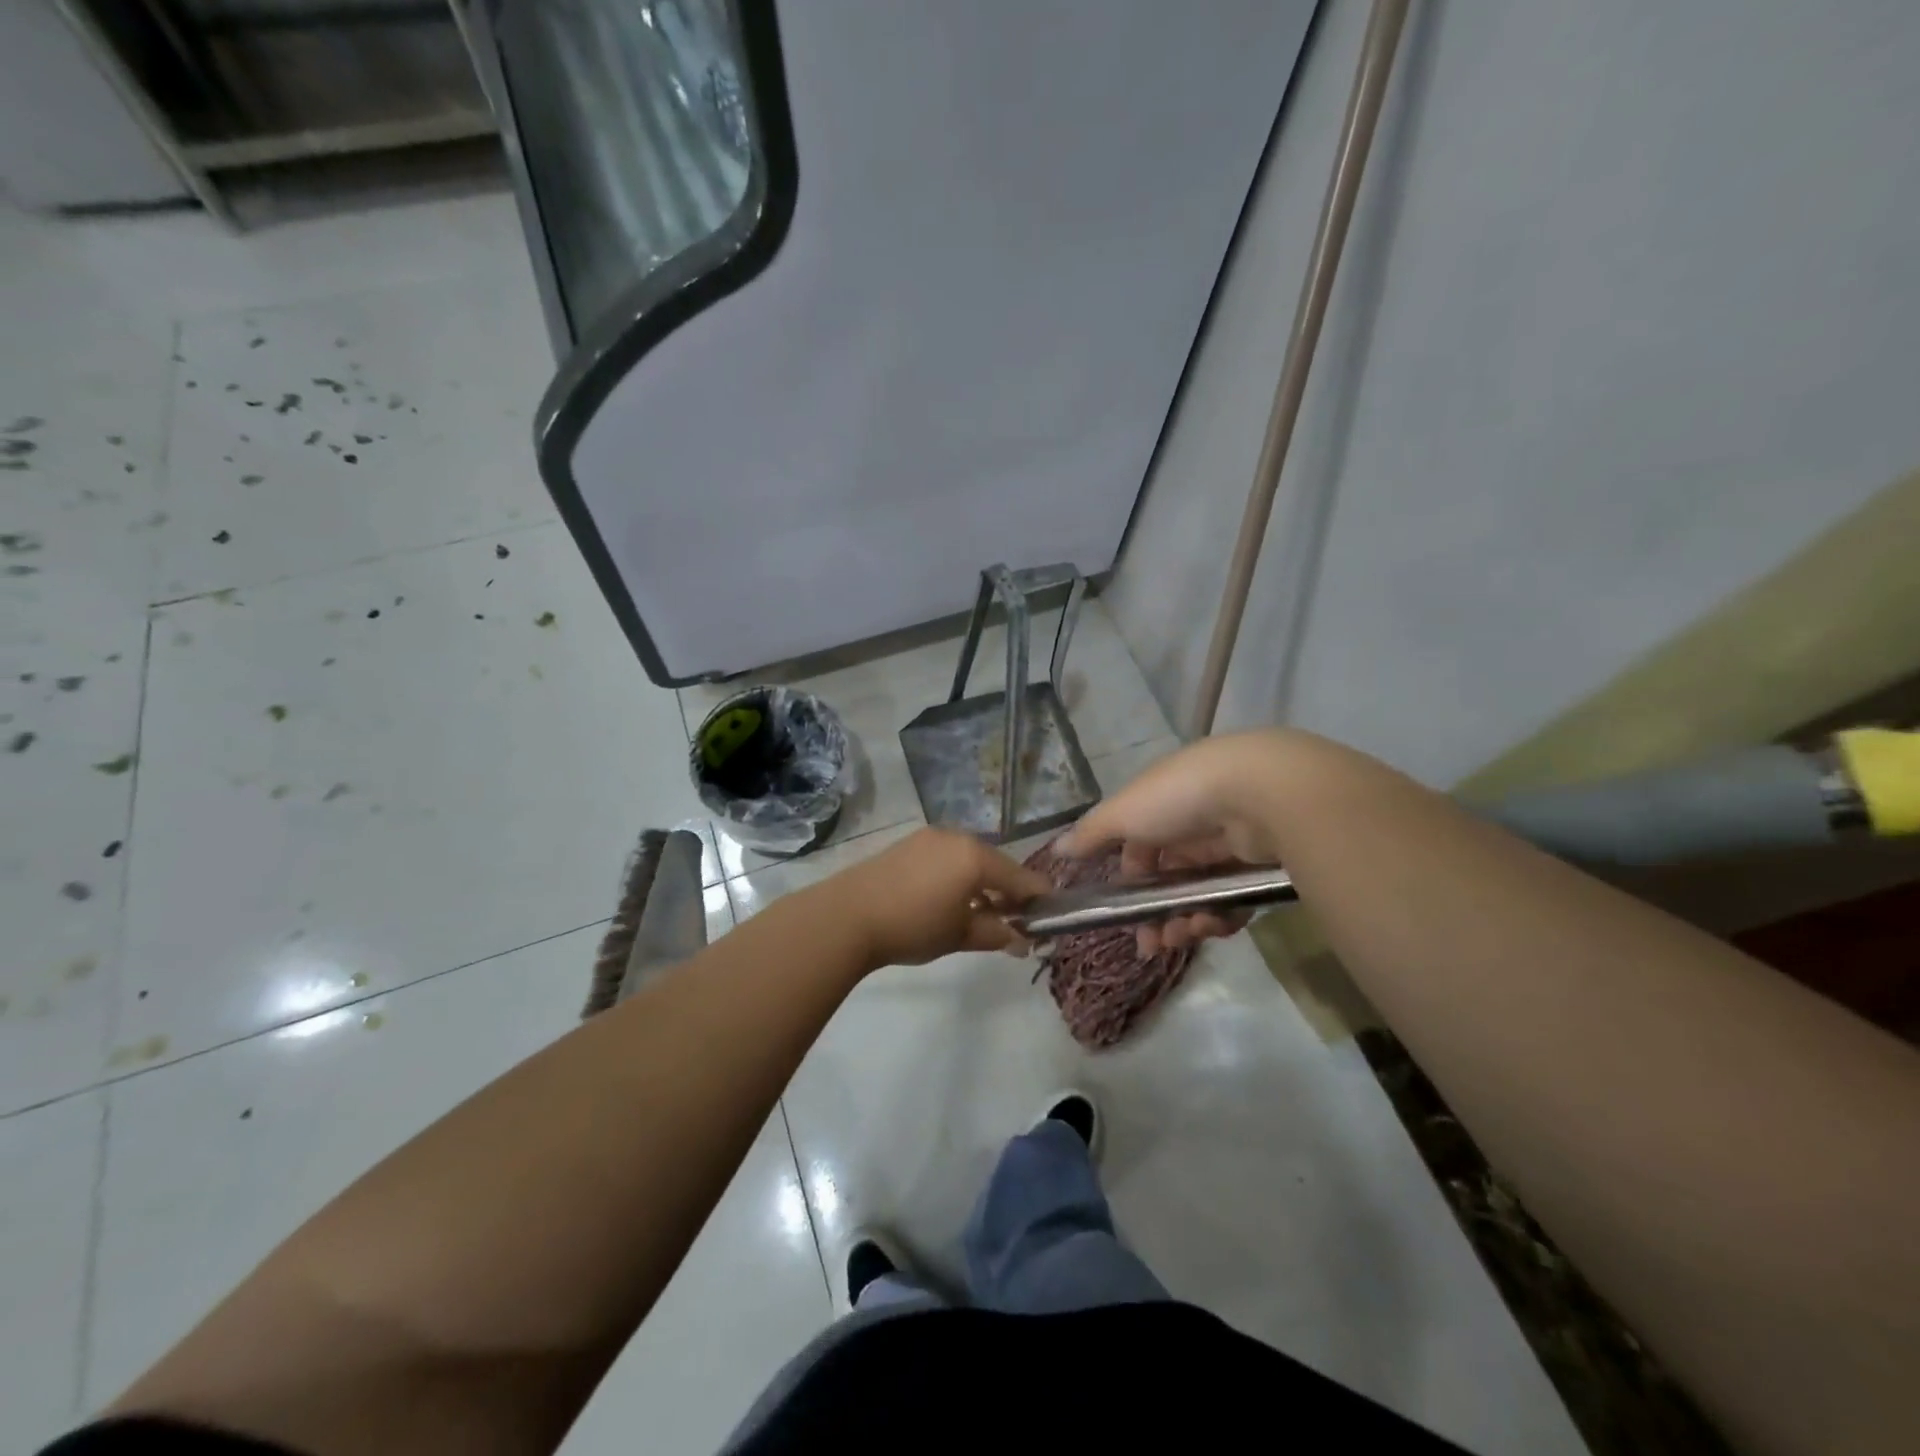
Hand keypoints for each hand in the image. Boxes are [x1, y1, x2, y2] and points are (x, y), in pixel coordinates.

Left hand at [817, 827, 1052, 969]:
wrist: (847, 916)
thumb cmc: (913, 926)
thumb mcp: (959, 935)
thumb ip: (995, 934)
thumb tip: (1020, 941)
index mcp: (976, 857)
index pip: (1019, 876)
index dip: (1036, 897)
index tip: (1049, 915)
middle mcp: (957, 838)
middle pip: (994, 864)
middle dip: (1007, 891)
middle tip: (1012, 920)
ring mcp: (930, 838)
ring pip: (969, 859)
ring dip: (980, 884)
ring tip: (980, 914)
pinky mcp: (908, 844)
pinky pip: (946, 857)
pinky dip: (957, 876)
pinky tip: (950, 900)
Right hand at [1056, 731, 1293, 955]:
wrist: (1261, 792)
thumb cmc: (1179, 797)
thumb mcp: (1123, 812)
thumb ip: (1090, 834)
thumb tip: (1056, 850)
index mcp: (1162, 804)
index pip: (1139, 846)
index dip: (1128, 880)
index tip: (1119, 910)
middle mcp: (1195, 822)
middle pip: (1169, 878)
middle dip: (1155, 913)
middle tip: (1150, 944)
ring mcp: (1231, 844)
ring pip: (1199, 895)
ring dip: (1184, 922)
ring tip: (1181, 938)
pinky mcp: (1261, 868)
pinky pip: (1233, 903)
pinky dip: (1218, 919)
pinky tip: (1209, 927)